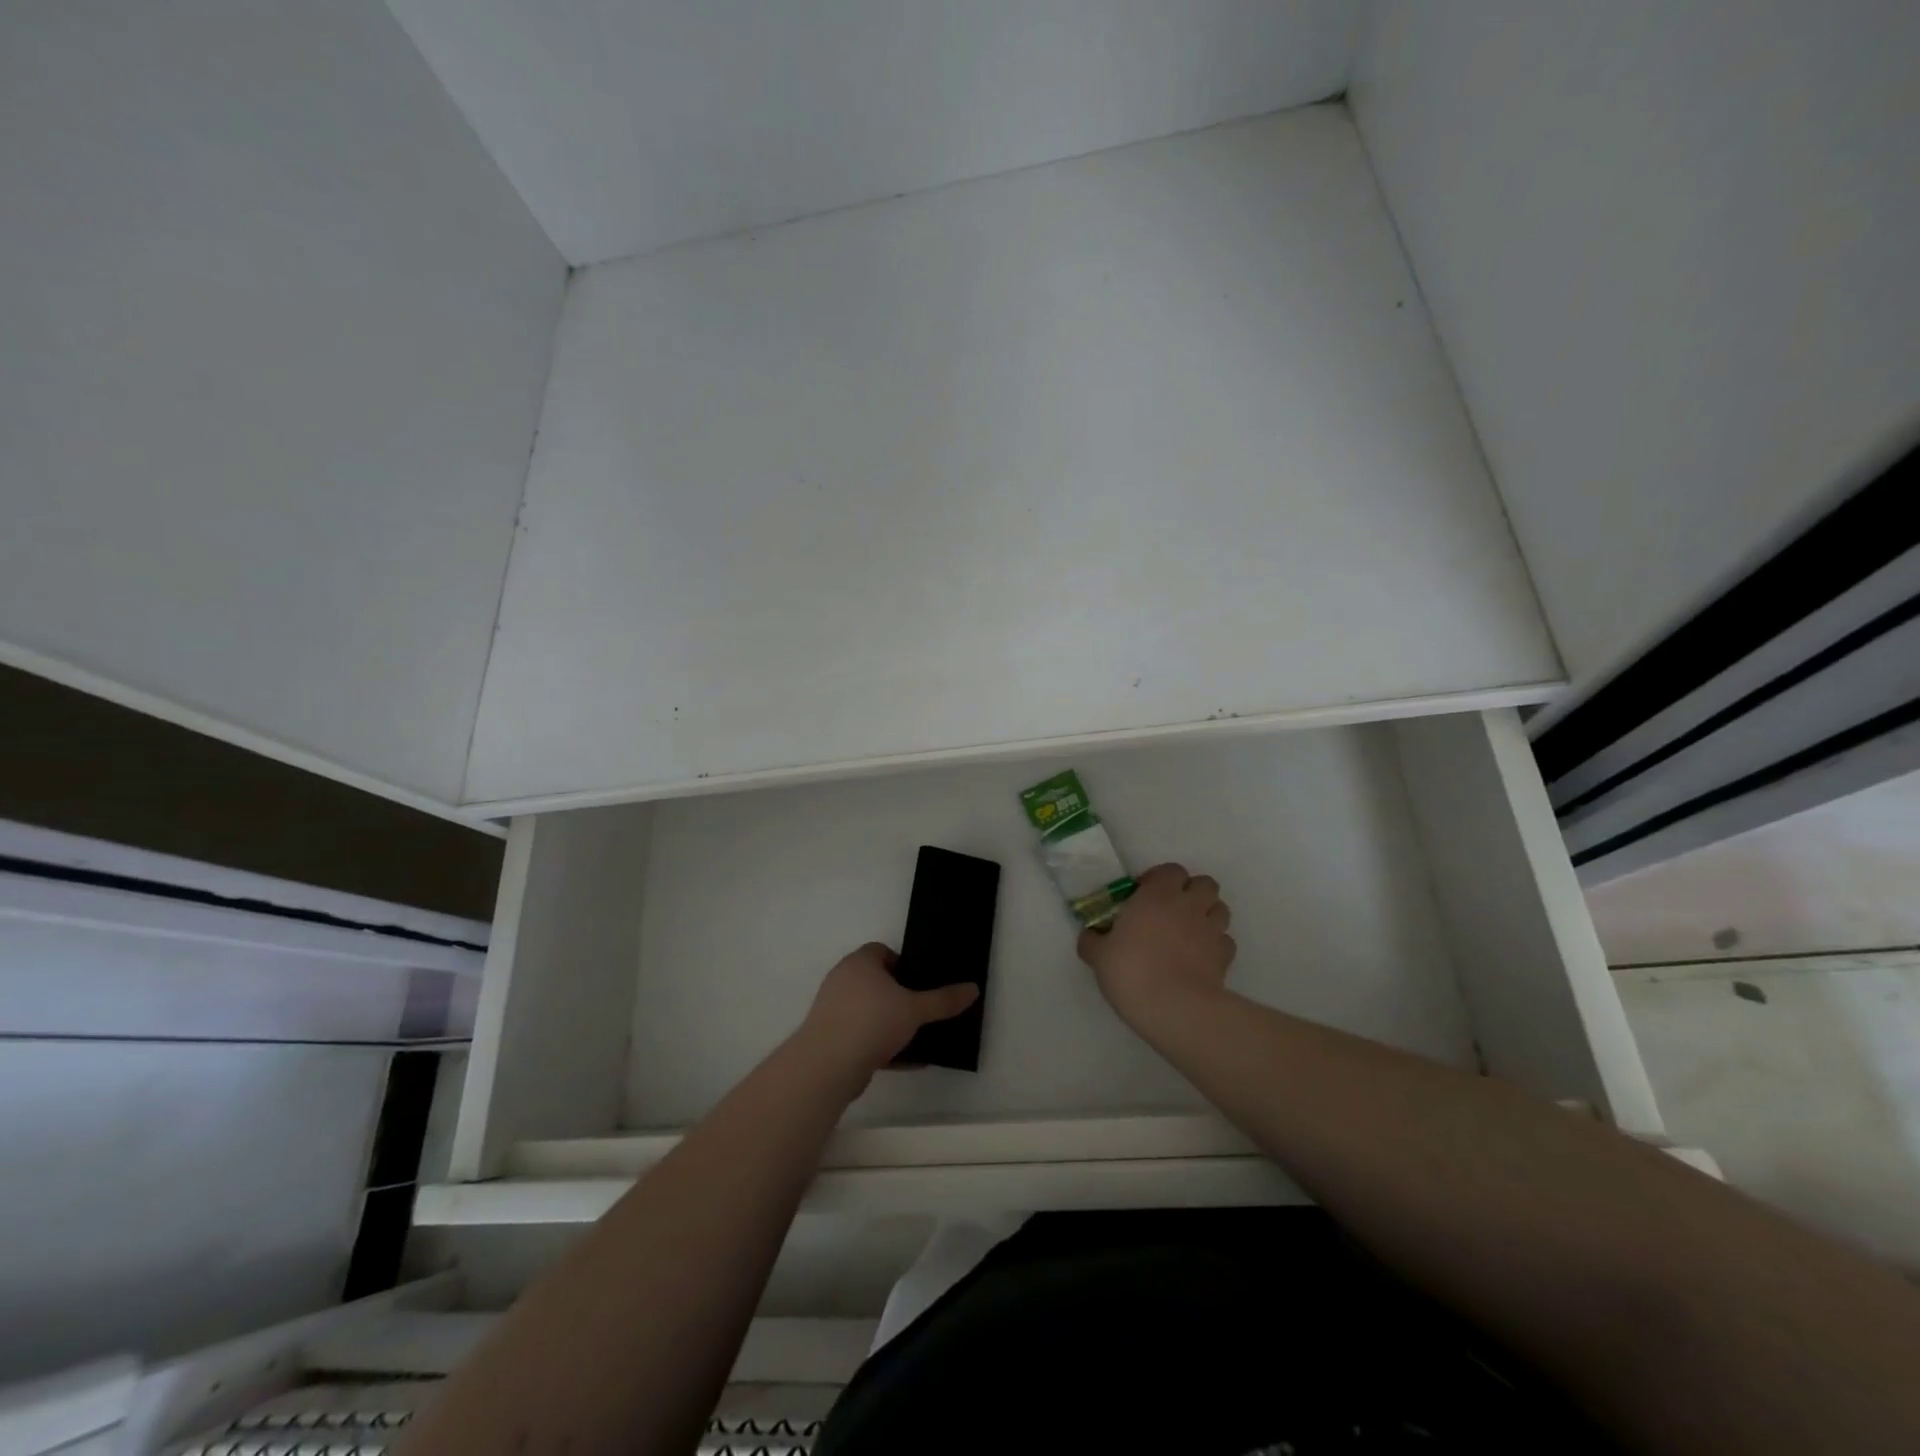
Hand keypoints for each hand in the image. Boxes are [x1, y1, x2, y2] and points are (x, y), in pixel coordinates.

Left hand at [798, 942, 979, 1081]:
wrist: (828, 1065)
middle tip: (921, 1008)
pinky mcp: (830, 1038)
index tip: (920, 981)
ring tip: (916, 1036)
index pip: (881, 951)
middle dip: (898, 995)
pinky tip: (905, 1061)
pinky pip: (861, 1036)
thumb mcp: (915, 1009)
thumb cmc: (872, 1022)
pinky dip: (881, 1045)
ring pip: (868, 1011)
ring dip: (889, 1023)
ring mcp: (832, 1010)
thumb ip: (943, 1000)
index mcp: (859, 963)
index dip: (902, 964)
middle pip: (875, 981)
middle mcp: (842, 980)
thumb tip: (973, 988)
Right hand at [1078, 862, 1234, 1022]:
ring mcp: (1211, 930)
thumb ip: (1092, 940)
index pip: (1171, 870)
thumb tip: (1090, 935)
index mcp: (1158, 895)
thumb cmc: (1131, 970)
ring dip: (1208, 914)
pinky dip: (1216, 944)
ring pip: (1220, 908)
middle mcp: (1189, 905)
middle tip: (1173, 910)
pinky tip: (1201, 957)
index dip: (1160, 879)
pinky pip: (1225, 941)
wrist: (1174, 1007)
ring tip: (1190, 931)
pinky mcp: (1225, 956)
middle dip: (1192, 892)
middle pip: (1204, 884)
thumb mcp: (1098, 955)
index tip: (1145, 895)